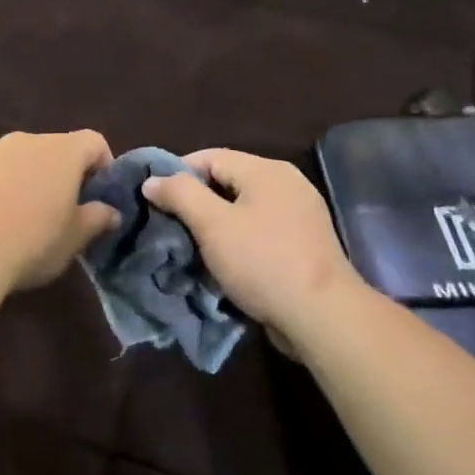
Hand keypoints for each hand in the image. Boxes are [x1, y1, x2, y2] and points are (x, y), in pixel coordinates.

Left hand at [0, 131, 119, 292]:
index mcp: (63, 151)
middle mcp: (29, 140)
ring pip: (24, 159)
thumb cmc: (32, 240)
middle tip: (66, 212)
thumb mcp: (74, 238)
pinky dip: (4, 186)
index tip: (100, 197)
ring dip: (32, 179)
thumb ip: (97, 219)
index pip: (94, 142)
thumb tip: (111, 212)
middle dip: (66, 175)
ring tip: (28, 218)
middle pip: (57, 149)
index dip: (104, 165)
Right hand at [142, 149, 362, 359]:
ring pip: (241, 209)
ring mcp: (298, 214)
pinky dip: (236, 240)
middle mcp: (286, 184)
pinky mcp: (302, 243)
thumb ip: (180, 194)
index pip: (209, 157)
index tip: (154, 202)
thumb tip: (152, 180)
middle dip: (194, 202)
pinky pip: (258, 231)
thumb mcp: (212, 224)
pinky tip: (221, 261)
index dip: (177, 174)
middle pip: (226, 181)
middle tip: (169, 226)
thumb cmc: (262, 262)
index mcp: (266, 170)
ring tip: (189, 246)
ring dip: (213, 225)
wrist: (322, 317)